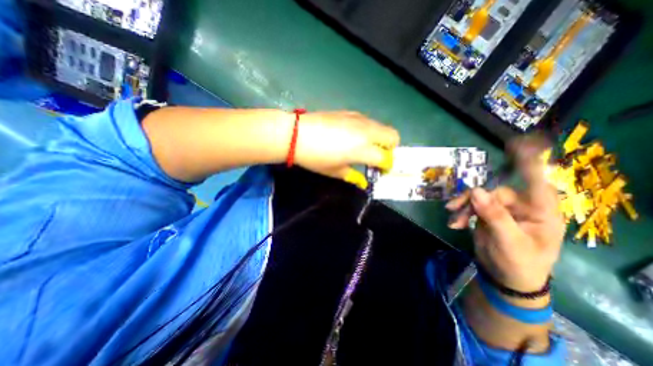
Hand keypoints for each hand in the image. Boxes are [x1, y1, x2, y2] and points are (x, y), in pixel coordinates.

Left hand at [295, 111, 397, 187]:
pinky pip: (368, 121)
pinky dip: (369, 130)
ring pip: (382, 127)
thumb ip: (353, 176)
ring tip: (365, 147)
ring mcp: (359, 119)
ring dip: (380, 138)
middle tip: (377, 157)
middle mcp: (366, 132)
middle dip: (390, 149)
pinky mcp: (350, 112)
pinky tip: (353, 136)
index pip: (386, 158)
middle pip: (393, 136)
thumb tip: (363, 182)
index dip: (386, 166)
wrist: (297, 134)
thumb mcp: (335, 171)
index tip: (380, 171)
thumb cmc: (315, 157)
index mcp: (363, 149)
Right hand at [447, 138, 564, 292]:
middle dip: (471, 200)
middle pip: (493, 191)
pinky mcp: (487, 215)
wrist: (505, 277)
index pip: (537, 181)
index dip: (528, 162)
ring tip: (453, 219)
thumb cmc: (519, 263)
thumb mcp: (509, 241)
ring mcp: (501, 210)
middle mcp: (521, 206)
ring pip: (478, 198)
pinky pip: (471, 207)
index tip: (518, 144)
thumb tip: (476, 190)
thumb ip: (494, 215)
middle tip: (454, 208)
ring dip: (463, 207)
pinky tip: (454, 223)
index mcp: (539, 211)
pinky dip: (461, 214)